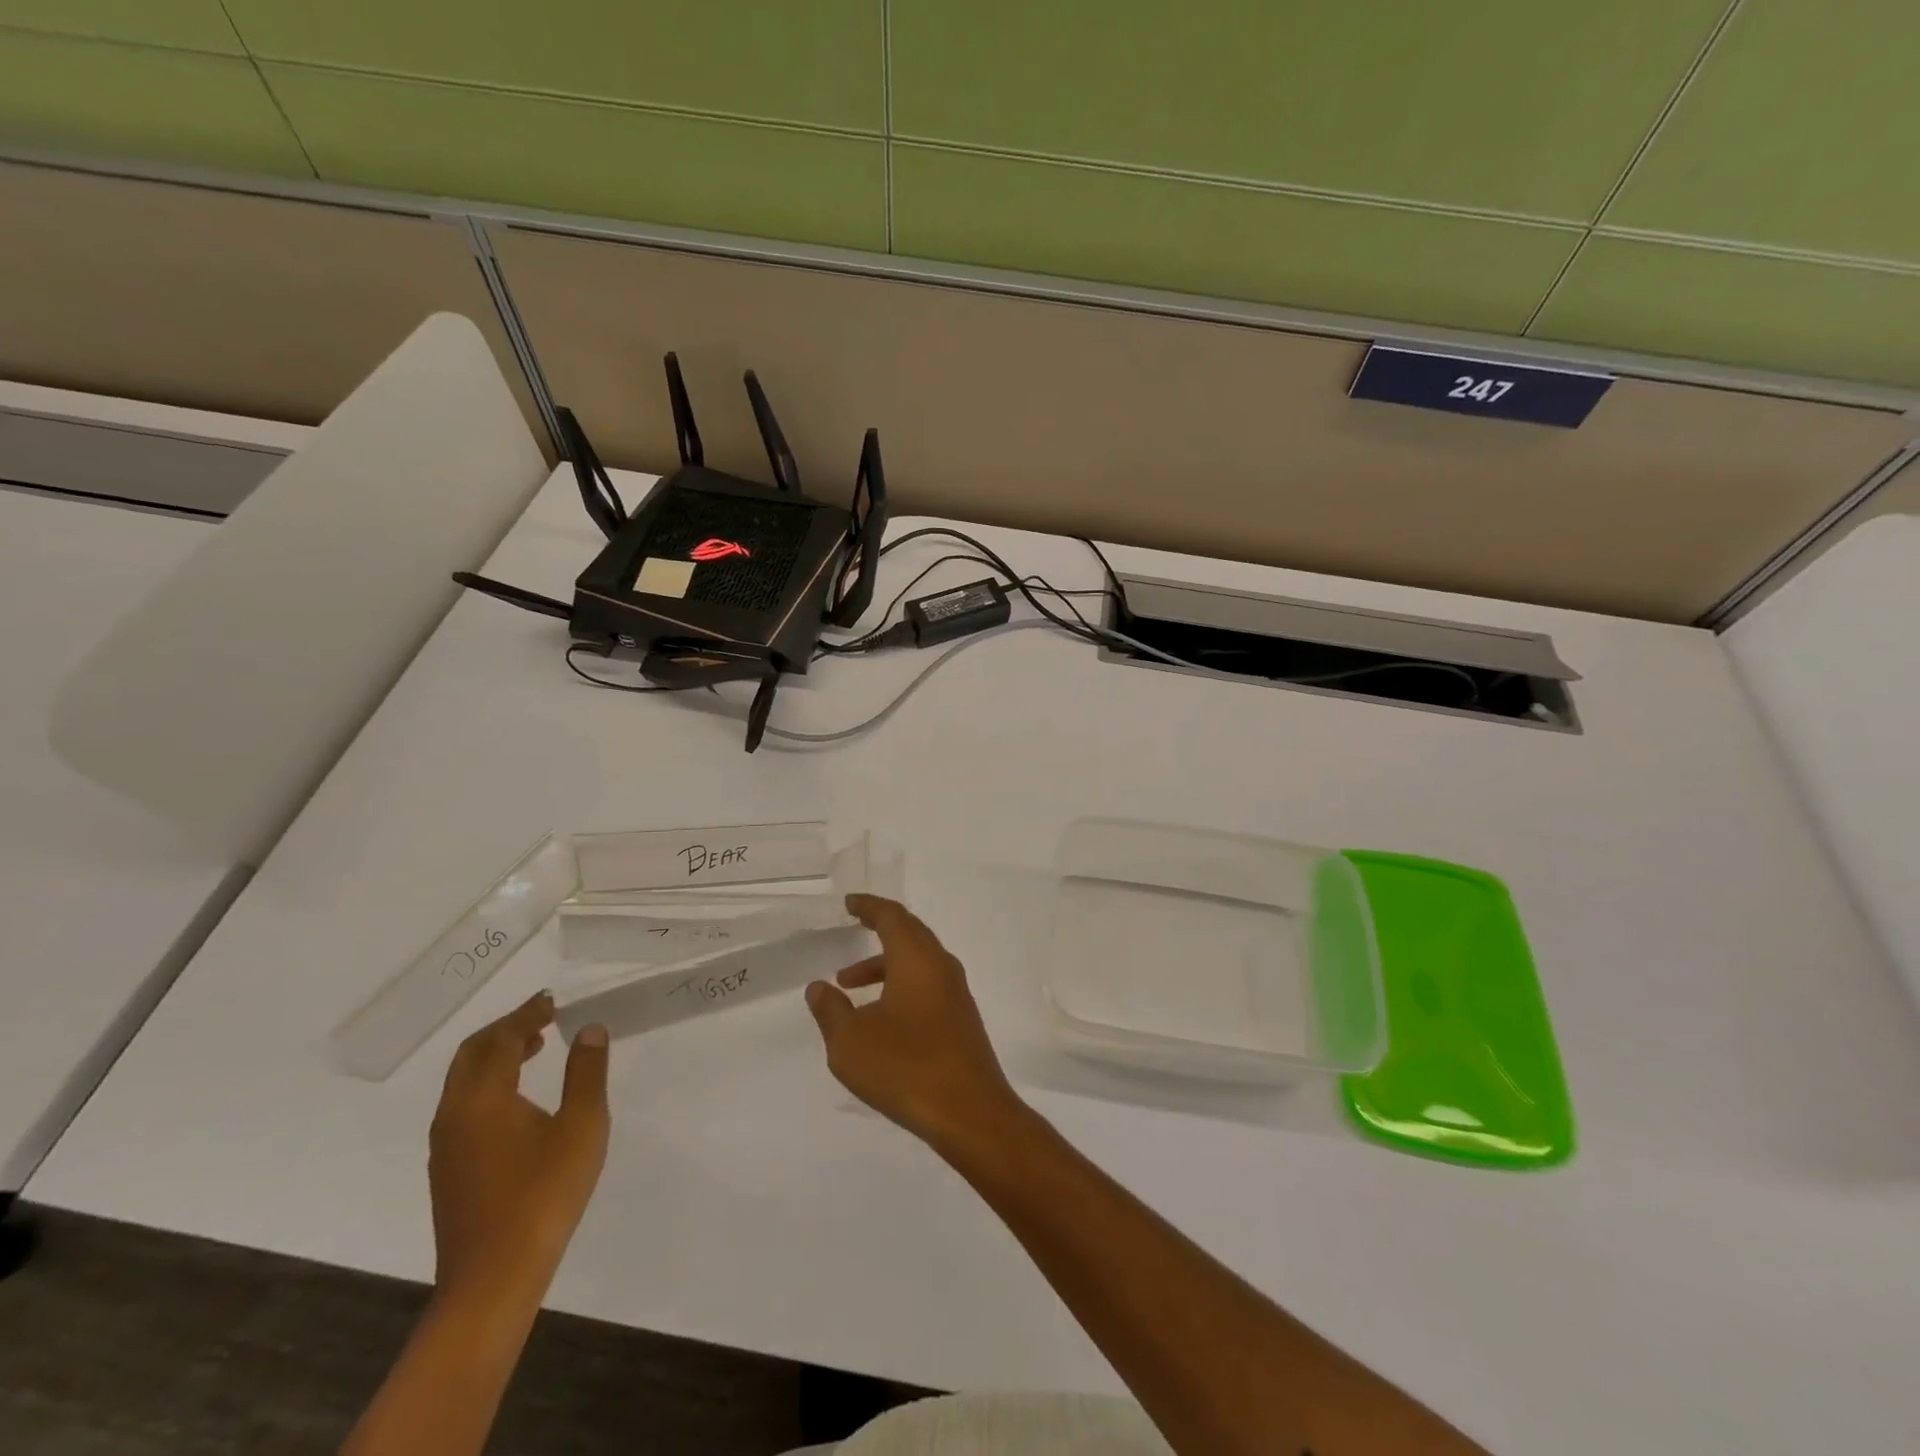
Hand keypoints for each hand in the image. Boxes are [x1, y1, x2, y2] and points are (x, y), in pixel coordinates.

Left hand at [428, 993, 609, 1301]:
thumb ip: (586, 1072)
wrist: (494, 1278)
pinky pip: (464, 1104)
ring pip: (464, 1081)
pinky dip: (490, 1083)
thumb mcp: (582, 1125)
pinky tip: (520, 1098)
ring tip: (537, 1048)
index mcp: (483, 1097)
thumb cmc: (544, 1193)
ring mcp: (446, 1144)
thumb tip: (590, 1029)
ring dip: (497, 1055)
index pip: (502, 1039)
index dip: (528, 1015)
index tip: (553, 1000)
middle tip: (543, 1017)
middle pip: (472, 1054)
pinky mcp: (449, 1169)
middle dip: (506, 1029)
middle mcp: (455, 1113)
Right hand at [806, 894, 1021, 1151]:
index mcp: (917, 959)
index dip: (869, 906)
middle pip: (910, 933)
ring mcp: (956, 992)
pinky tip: (880, 1016)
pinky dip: (900, 984)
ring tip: (847, 986)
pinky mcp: (961, 1018)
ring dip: (884, 965)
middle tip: (852, 928)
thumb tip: (819, 987)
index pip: (892, 916)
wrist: (970, 1113)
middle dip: (879, 929)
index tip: (850, 903)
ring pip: (917, 962)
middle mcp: (941, 966)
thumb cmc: (906, 1068)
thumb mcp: (851, 1043)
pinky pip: (926, 984)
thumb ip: (831, 1010)